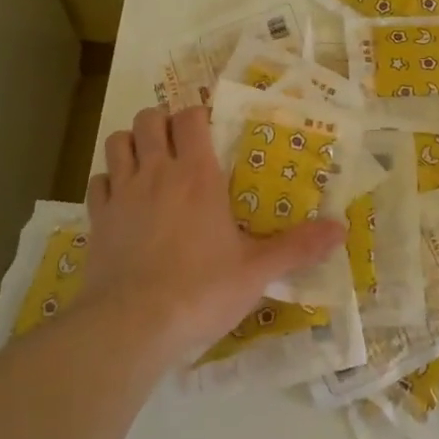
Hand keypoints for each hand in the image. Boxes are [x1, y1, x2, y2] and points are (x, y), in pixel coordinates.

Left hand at [79, 106, 344, 360]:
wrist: (132, 324)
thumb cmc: (200, 290)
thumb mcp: (257, 271)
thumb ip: (298, 247)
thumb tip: (341, 228)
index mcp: (198, 176)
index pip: (190, 118)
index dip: (198, 114)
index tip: (209, 128)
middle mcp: (156, 173)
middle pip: (148, 119)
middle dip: (162, 121)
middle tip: (179, 143)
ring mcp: (122, 194)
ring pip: (117, 142)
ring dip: (131, 143)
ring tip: (148, 162)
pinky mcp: (97, 219)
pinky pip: (98, 182)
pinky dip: (109, 181)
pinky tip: (123, 199)